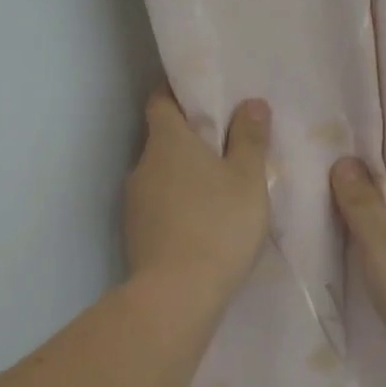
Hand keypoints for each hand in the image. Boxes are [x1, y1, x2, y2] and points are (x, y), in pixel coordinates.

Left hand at [126, 88, 272, 304]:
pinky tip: (202, 223)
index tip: (204, 98)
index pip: (160, 99)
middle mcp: (143, 164)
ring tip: (219, 190)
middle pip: (163, 139)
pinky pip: (159, 206)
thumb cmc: (219, 225)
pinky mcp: (135, 232)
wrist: (177, 293)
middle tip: (226, 147)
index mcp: (167, 141)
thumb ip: (250, 139)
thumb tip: (251, 103)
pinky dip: (178, 205)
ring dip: (184, 176)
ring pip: (161, 175)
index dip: (179, 93)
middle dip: (189, 139)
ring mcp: (134, 201)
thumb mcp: (248, 180)